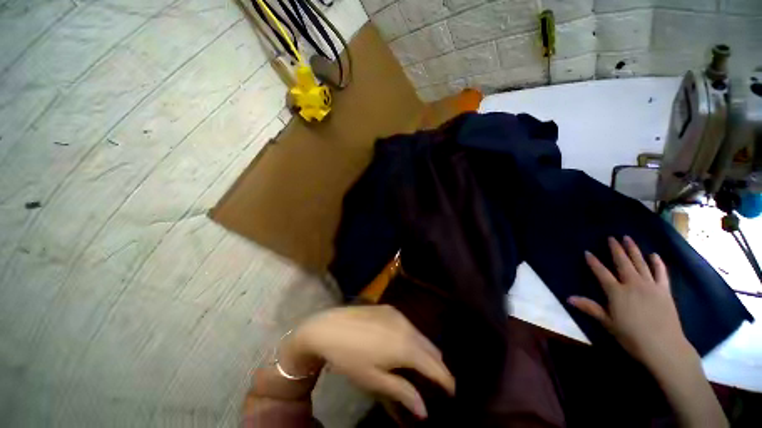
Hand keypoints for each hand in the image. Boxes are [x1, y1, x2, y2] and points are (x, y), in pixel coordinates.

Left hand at [281, 305, 454, 418]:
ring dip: (425, 350)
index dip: (446, 379)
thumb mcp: (375, 380)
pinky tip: (404, 346)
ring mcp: (398, 314)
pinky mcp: (389, 308)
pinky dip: (413, 338)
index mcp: (405, 346)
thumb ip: (403, 393)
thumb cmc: (350, 358)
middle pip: (431, 347)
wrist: (329, 327)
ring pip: (420, 334)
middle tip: (437, 381)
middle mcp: (406, 326)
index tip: (453, 392)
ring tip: (421, 366)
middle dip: (437, 365)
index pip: (435, 365)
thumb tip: (425, 410)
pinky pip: (409, 325)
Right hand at [568, 236, 694, 367]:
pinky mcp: (664, 290)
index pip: (601, 272)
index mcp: (616, 292)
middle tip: (611, 237)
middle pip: (622, 263)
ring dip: (634, 250)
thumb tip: (568, 298)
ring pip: (640, 263)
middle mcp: (633, 284)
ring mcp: (650, 286)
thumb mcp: (608, 323)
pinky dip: (657, 263)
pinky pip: (661, 273)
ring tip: (628, 239)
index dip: (593, 262)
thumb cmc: (631, 336)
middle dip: (616, 249)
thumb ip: (590, 308)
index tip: (587, 252)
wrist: (663, 346)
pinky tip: (654, 255)